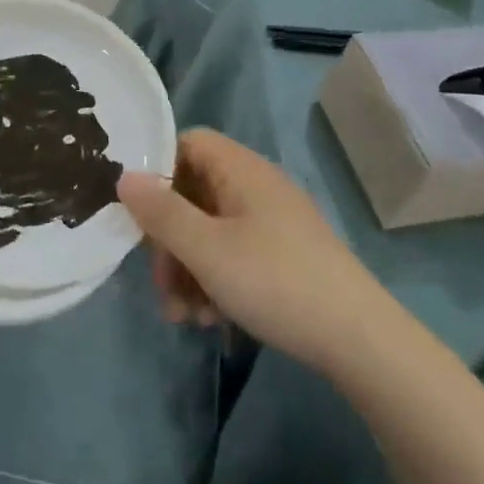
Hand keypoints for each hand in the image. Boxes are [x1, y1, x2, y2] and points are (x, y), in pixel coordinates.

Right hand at [118, 129, 374, 370]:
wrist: (359, 340)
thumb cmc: (274, 281)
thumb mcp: (206, 249)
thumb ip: (161, 213)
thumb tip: (123, 177)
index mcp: (240, 170)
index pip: (187, 143)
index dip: (157, 169)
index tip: (138, 210)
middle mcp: (256, 187)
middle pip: (193, 194)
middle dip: (169, 240)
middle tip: (160, 284)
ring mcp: (272, 222)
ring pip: (210, 231)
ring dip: (188, 270)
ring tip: (183, 316)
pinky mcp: (283, 255)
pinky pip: (233, 254)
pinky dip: (215, 281)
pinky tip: (211, 319)